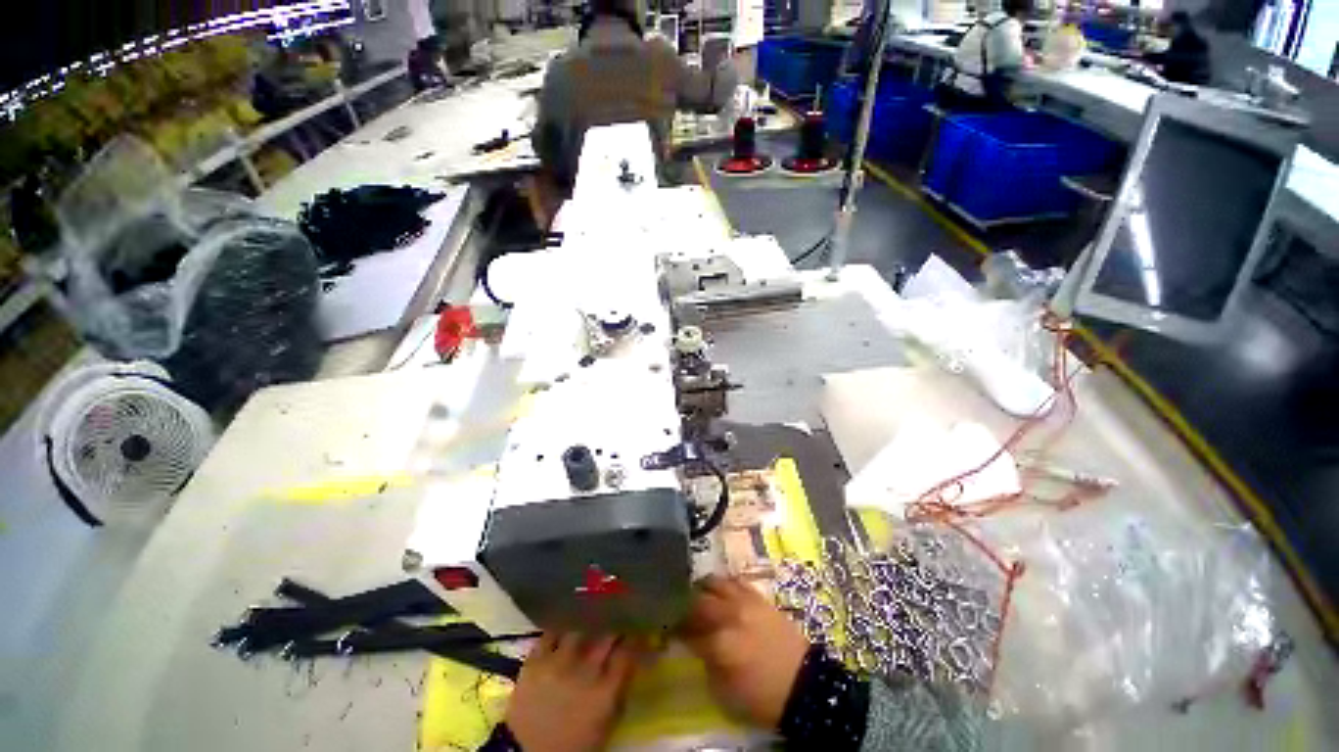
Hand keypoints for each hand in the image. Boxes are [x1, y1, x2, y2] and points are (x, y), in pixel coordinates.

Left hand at [506, 633, 639, 751]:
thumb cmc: (571, 744)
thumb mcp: (604, 725)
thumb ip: (619, 693)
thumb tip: (631, 666)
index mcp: (605, 692)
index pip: (628, 653)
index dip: (635, 640)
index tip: (639, 633)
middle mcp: (585, 670)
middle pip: (607, 635)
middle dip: (615, 627)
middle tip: (618, 623)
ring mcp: (559, 662)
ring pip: (580, 629)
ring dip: (588, 626)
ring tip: (590, 621)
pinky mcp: (535, 660)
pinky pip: (550, 633)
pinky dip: (559, 630)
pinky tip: (564, 629)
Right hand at [678, 576, 808, 728]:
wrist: (804, 686)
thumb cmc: (762, 698)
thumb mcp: (724, 693)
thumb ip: (705, 663)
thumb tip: (694, 644)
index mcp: (719, 644)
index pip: (685, 628)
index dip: (672, 627)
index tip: (666, 627)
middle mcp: (729, 615)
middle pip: (696, 599)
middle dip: (683, 604)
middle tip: (678, 610)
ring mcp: (745, 602)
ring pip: (714, 582)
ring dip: (701, 589)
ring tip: (697, 596)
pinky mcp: (759, 597)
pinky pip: (735, 581)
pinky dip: (723, 584)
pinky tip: (720, 593)